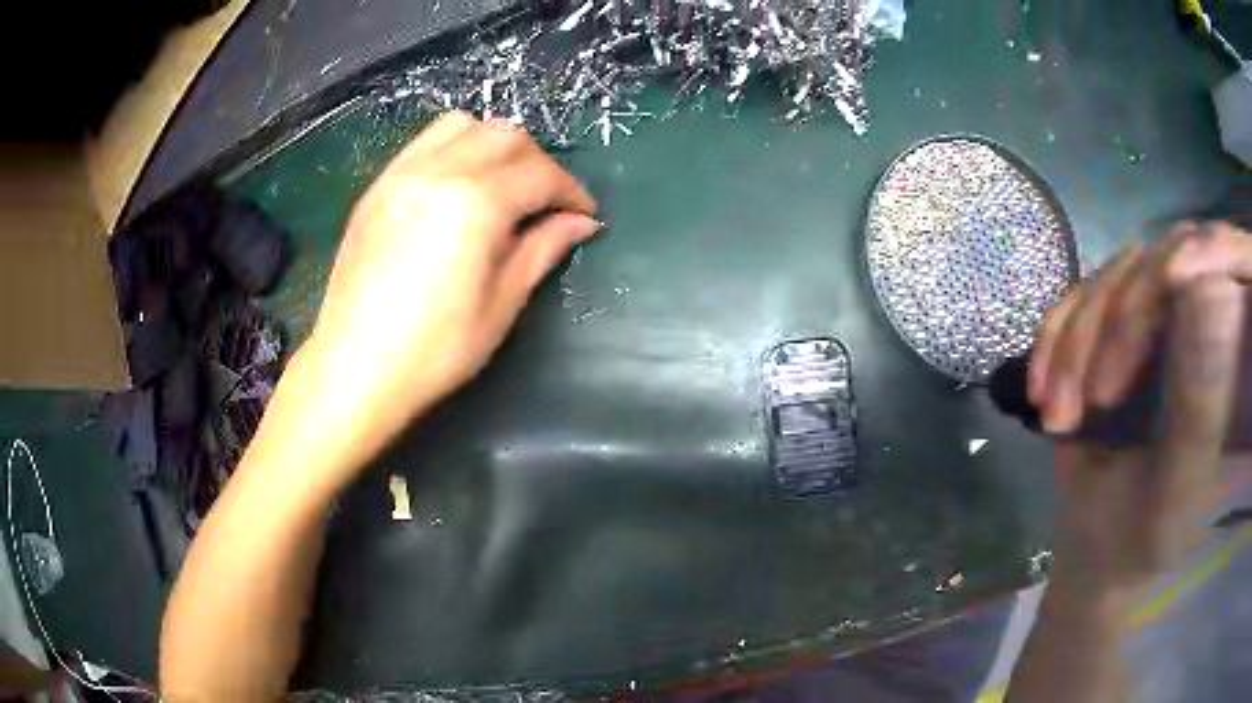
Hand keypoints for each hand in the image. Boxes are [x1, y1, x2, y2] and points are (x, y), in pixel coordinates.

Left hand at [298, 111, 600, 462]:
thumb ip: (542, 250)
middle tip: (548, 202)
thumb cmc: (433, 351)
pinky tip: (460, 185)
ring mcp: (401, 175)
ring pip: (463, 126)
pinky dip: (456, 147)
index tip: (584, 215)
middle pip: (506, 136)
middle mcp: (437, 172)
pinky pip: (426, 142)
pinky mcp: (378, 187)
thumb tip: (581, 223)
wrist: (353, 369)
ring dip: (496, 144)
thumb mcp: (500, 305)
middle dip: (539, 163)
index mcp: (473, 204)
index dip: (571, 191)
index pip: (539, 174)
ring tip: (503, 184)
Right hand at [1029, 222, 1250, 593]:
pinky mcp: (1109, 333)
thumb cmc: (1151, 537)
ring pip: (1105, 285)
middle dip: (1104, 334)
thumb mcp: (1179, 486)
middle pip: (1145, 271)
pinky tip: (1039, 392)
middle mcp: (1191, 316)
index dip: (1167, 286)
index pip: (1206, 267)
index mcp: (1223, 346)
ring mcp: (1147, 320)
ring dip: (1071, 348)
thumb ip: (1200, 405)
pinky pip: (1074, 308)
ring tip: (1055, 417)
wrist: (1104, 554)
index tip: (1136, 350)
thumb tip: (1214, 291)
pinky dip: (1052, 345)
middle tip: (1079, 410)